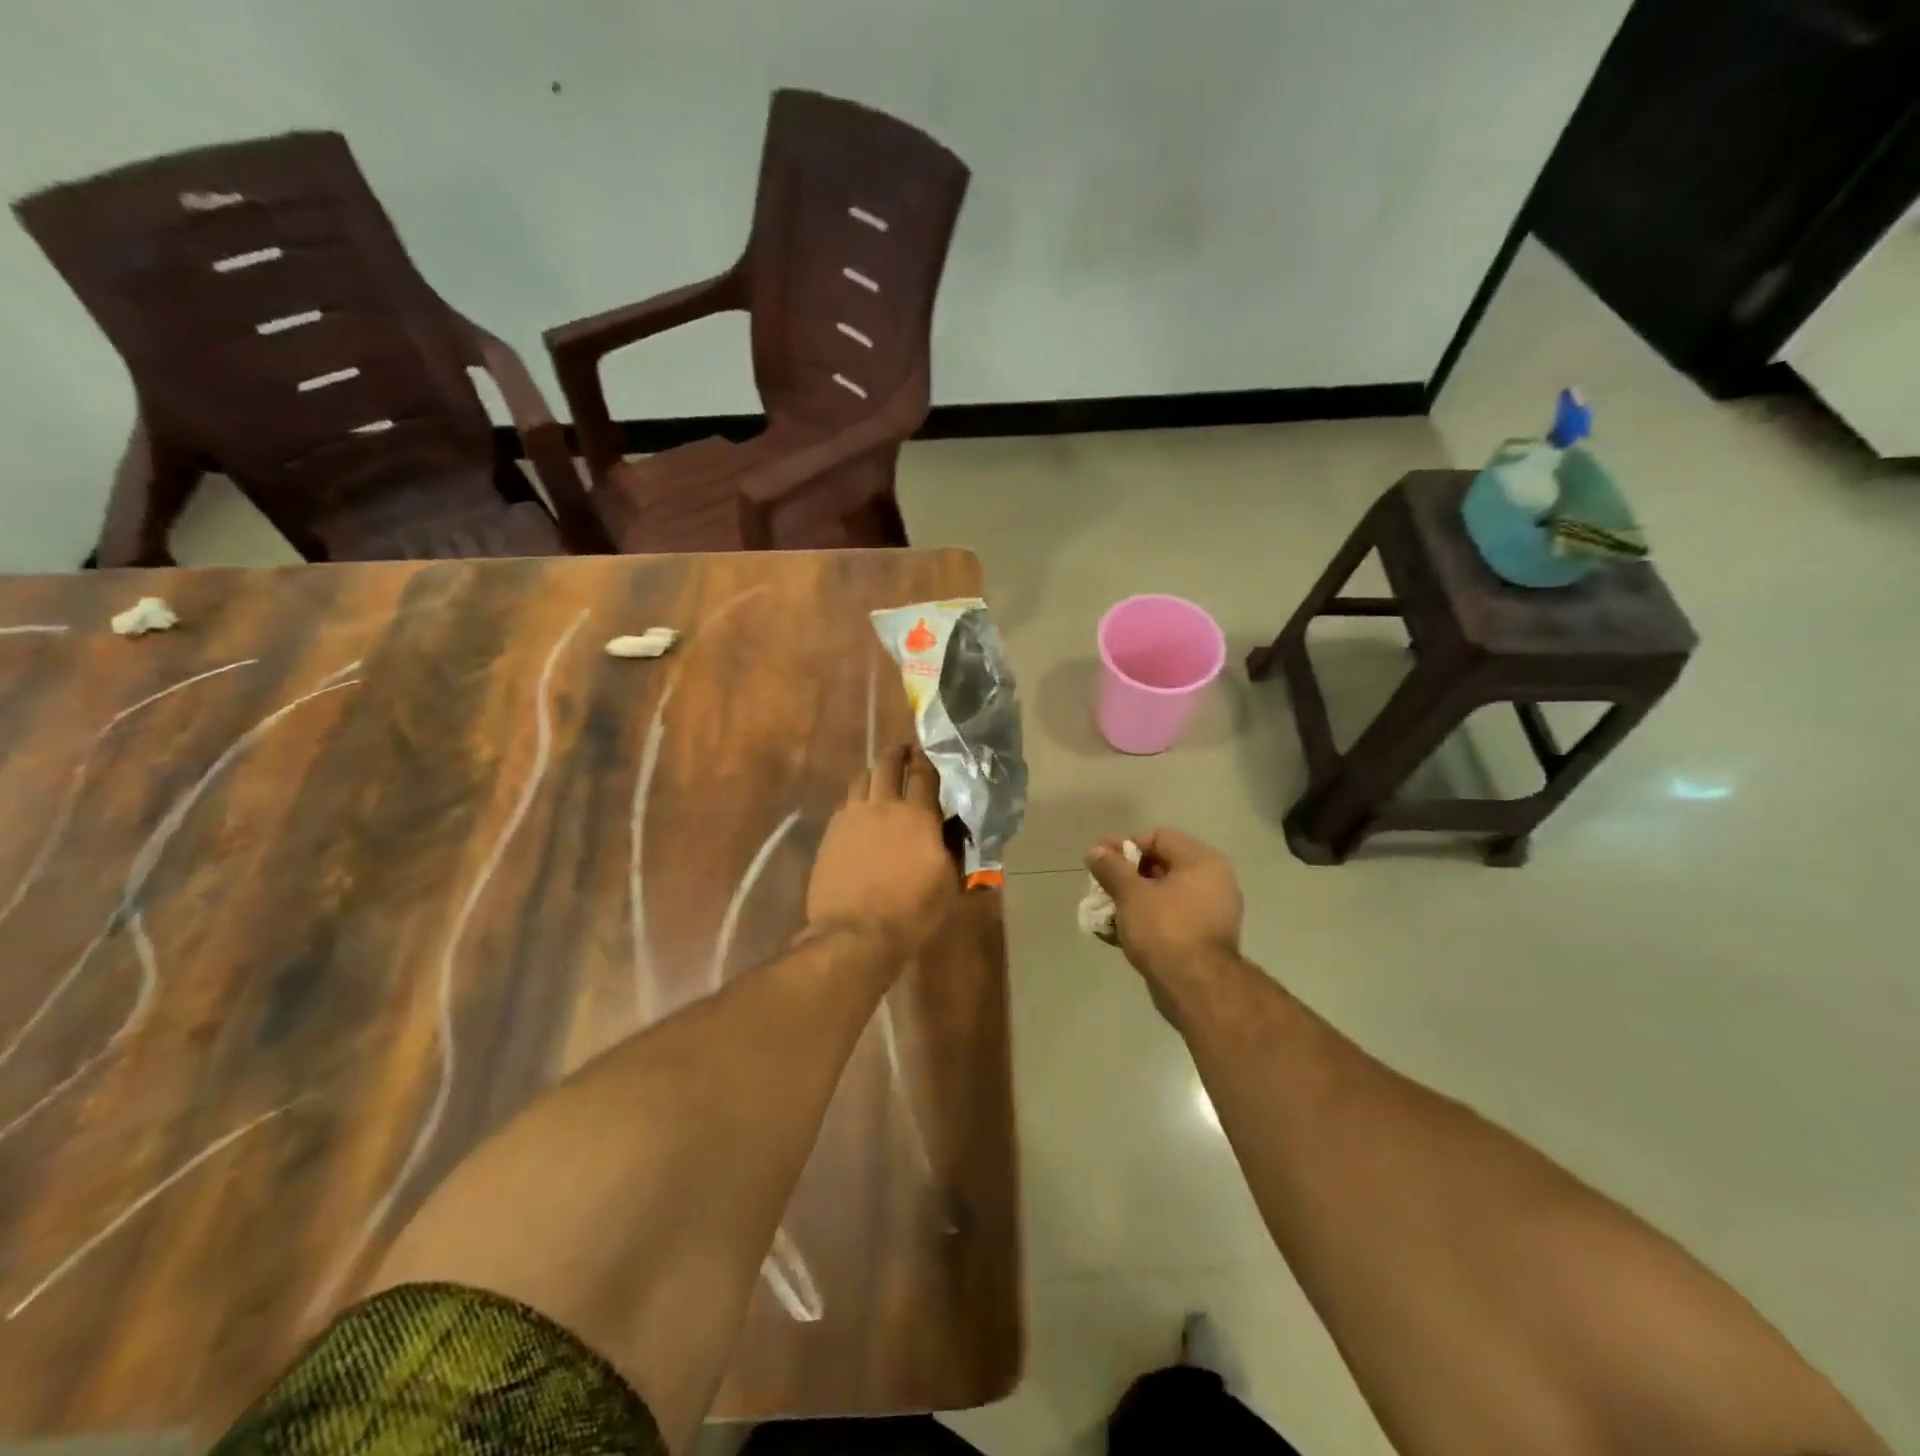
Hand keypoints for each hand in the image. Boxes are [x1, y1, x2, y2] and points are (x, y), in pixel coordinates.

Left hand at [807, 745, 958, 960]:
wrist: (855, 934)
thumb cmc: (911, 912)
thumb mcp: (948, 884)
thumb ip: (955, 850)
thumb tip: (961, 830)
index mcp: (918, 815)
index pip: (924, 773)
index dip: (928, 759)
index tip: (931, 752)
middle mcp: (883, 805)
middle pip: (888, 764)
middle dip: (898, 754)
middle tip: (905, 753)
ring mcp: (852, 816)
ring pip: (862, 778)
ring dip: (875, 771)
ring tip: (882, 776)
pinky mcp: (831, 832)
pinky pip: (846, 801)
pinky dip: (857, 796)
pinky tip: (861, 808)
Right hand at [1086, 828, 1243, 990]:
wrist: (1197, 988)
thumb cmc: (1165, 929)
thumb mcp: (1131, 894)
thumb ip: (1111, 868)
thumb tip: (1095, 850)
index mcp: (1202, 862)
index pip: (1159, 837)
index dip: (1126, 846)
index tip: (1101, 860)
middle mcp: (1213, 882)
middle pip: (1161, 865)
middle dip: (1126, 875)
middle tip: (1099, 885)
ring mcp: (1211, 912)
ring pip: (1163, 895)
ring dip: (1132, 900)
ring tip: (1104, 910)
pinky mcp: (1203, 939)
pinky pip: (1169, 919)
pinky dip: (1145, 920)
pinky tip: (1117, 931)